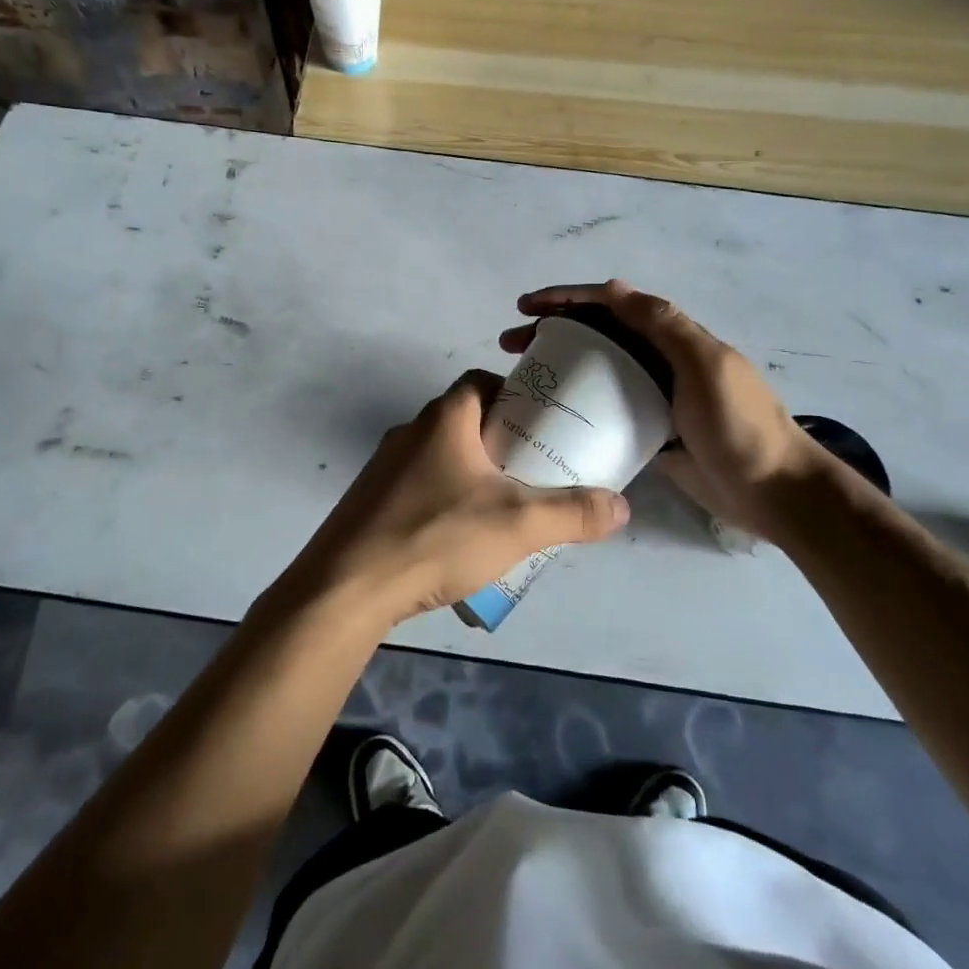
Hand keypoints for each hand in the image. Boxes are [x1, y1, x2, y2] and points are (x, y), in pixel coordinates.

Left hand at [291, 370, 630, 627]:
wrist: (347, 586)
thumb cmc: (436, 536)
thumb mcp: (517, 524)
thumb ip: (572, 513)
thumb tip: (621, 505)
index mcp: (444, 419)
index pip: (480, 381)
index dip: (513, 394)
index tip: (540, 423)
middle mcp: (410, 431)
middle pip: (463, 420)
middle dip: (498, 440)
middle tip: (531, 471)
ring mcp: (383, 467)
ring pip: (438, 456)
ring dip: (469, 472)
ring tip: (500, 508)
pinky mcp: (369, 501)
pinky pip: (416, 486)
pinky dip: (441, 498)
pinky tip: (456, 537)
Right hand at [502, 281, 817, 538]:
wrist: (774, 491)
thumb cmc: (738, 424)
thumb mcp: (705, 365)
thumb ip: (663, 324)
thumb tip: (611, 287)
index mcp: (671, 337)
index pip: (610, 305)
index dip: (567, 299)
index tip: (527, 307)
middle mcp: (657, 359)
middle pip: (595, 333)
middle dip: (551, 329)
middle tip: (510, 345)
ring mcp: (651, 396)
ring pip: (594, 369)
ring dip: (558, 365)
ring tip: (520, 376)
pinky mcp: (646, 431)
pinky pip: (603, 408)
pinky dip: (575, 403)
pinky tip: (548, 413)